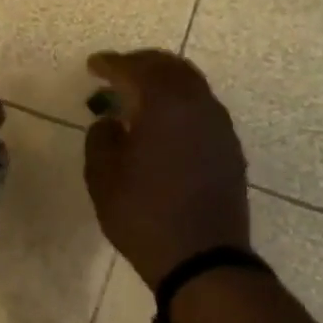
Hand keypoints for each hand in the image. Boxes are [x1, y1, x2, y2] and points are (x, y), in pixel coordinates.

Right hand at [83, 51, 250, 289]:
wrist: (203, 258)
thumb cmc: (144, 215)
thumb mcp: (103, 178)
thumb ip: (100, 138)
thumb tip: (110, 122)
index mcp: (165, 104)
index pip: (135, 70)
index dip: (111, 64)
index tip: (93, 65)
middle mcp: (198, 105)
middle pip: (170, 67)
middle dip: (141, 64)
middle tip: (117, 73)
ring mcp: (220, 126)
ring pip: (191, 86)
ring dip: (164, 83)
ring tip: (139, 96)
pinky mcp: (230, 148)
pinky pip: (202, 109)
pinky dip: (179, 104)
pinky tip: (164, 125)